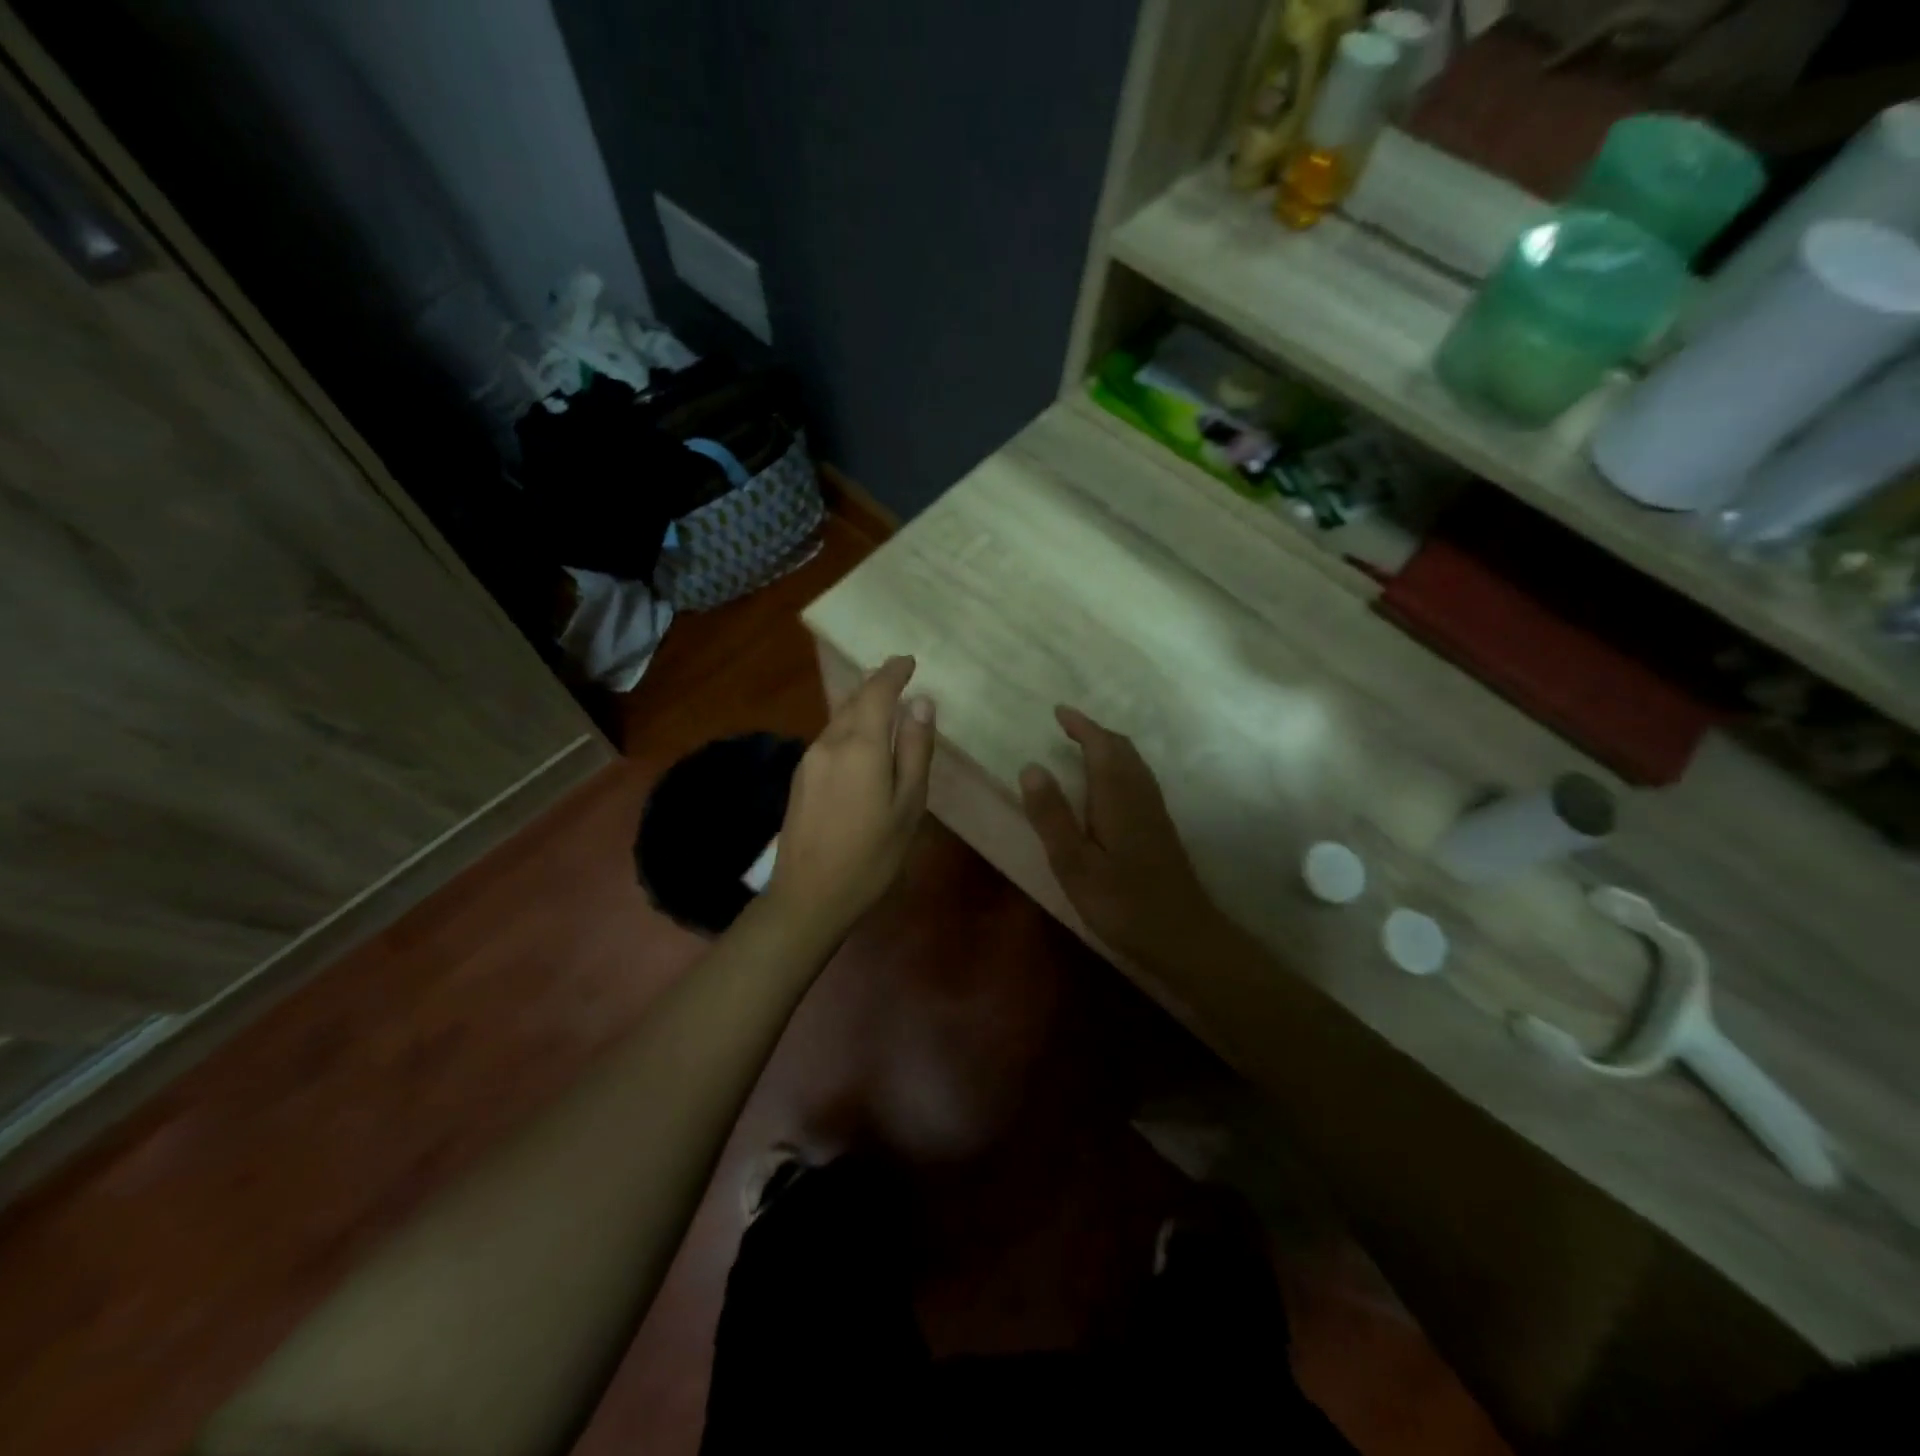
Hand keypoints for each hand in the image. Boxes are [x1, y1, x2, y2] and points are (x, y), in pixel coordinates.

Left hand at [766, 656, 934, 942]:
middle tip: (897, 676)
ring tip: (883, 704)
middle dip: (875, 684)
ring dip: (861, 706)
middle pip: (854, 701)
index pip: (877, 693)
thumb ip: (915, 751)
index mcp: (861, 746)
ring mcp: (809, 760)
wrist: (808, 895)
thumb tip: (922, 704)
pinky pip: (829, 739)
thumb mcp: (908, 806)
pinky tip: (860, 741)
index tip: (909, 660)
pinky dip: (849, 728)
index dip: (893, 672)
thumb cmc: (871, 855)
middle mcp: (830, 743)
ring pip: (839, 719)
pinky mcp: (800, 778)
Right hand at [1019, 707, 1225, 970]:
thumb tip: (1031, 766)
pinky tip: (1111, 788)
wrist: (1183, 937)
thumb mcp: (1074, 863)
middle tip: (1068, 727)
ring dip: (1110, 748)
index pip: (1101, 746)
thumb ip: (1052, 815)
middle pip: (1122, 750)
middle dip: (1095, 732)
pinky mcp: (1161, 830)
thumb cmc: (1122, 903)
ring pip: (1134, 764)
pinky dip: (1121, 766)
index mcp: (1118, 797)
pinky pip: (1140, 780)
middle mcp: (1141, 795)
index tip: (1059, 712)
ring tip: (1085, 748)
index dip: (1081, 726)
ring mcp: (1156, 812)